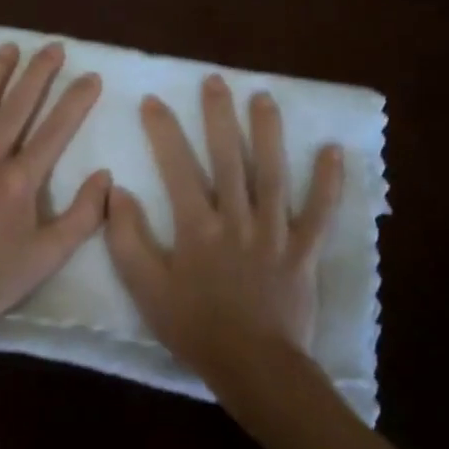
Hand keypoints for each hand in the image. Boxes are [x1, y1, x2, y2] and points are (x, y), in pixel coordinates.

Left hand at [0, 42, 110, 353]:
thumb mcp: (50, 256)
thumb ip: (83, 215)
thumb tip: (104, 176)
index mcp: (22, 181)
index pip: (56, 130)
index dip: (76, 100)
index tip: (91, 76)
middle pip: (17, 107)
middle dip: (38, 74)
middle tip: (52, 47)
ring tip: (7, 48)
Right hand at [105, 75, 343, 390]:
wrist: (253, 366)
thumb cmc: (194, 328)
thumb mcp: (145, 288)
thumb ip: (127, 238)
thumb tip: (117, 191)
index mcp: (197, 227)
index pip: (177, 167)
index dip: (164, 131)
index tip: (154, 100)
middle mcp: (237, 219)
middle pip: (228, 158)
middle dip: (219, 117)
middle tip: (215, 82)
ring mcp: (275, 232)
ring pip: (273, 174)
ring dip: (268, 133)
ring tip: (263, 98)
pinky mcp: (304, 250)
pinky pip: (319, 212)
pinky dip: (327, 181)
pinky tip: (332, 150)